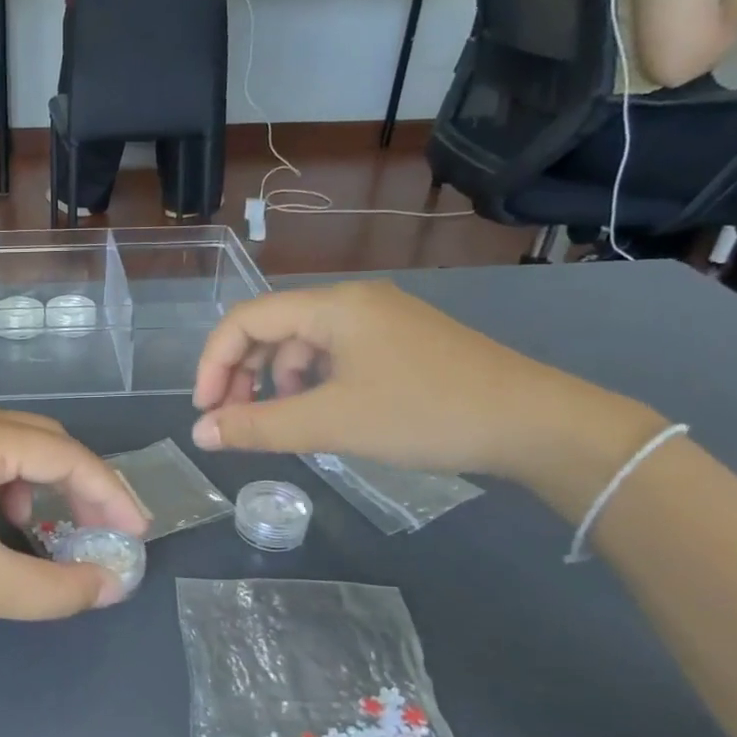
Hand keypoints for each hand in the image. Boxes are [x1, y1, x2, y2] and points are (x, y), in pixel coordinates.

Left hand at [0, 409, 149, 644]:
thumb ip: (54, 588)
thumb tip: (111, 586)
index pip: (69, 456)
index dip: (112, 496)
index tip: (137, 537)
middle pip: (42, 442)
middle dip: (80, 486)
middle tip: (102, 532)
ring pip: (8, 450)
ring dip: (39, 488)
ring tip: (43, 534)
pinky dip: (2, 491)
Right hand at [189, 283, 659, 482]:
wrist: (535, 423)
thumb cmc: (425, 413)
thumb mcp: (332, 423)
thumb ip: (258, 427)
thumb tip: (200, 435)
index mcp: (332, 306)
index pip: (245, 320)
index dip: (213, 363)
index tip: (205, 412)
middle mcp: (352, 302)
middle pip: (272, 328)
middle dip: (242, 374)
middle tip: (231, 421)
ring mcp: (381, 320)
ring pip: (304, 344)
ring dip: (277, 382)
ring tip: (280, 423)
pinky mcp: (402, 343)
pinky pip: (336, 356)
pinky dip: (313, 384)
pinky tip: (322, 414)